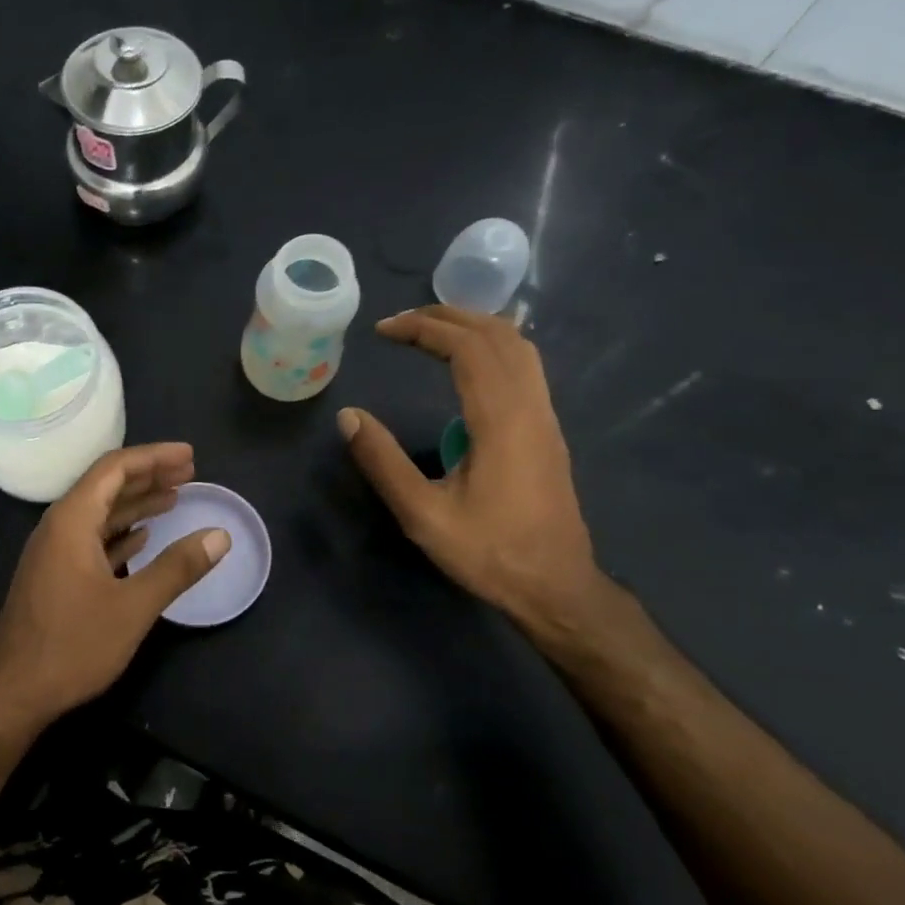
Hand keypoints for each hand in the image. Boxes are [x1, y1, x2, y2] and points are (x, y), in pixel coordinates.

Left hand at [0, 444, 229, 732]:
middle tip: (190, 472)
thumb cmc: (72, 645)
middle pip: (106, 486)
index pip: (114, 468)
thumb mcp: (133, 607)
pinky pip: (92, 539)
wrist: (13, 693)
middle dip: (149, 476)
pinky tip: (144, 537)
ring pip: (100, 514)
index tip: (190, 456)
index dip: (154, 457)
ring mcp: (54, 553)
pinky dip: (121, 533)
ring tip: (175, 498)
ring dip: (136, 504)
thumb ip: (177, 568)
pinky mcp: (55, 576)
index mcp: (72, 521)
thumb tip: (220, 536)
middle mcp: (59, 527)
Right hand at [337, 306, 601, 625]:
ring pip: (518, 347)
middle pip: (497, 335)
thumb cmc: (489, 552)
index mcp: (501, 420)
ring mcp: (545, 417)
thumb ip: (383, 462)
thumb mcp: (423, 515)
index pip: (467, 347)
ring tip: (430, 332)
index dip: (424, 328)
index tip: (383, 330)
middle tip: (401, 323)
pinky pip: (525, 367)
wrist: (556, 586)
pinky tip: (469, 364)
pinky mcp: (547, 431)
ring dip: (474, 327)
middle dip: (447, 317)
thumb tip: (348, 416)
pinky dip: (492, 347)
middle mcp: (530, 406)